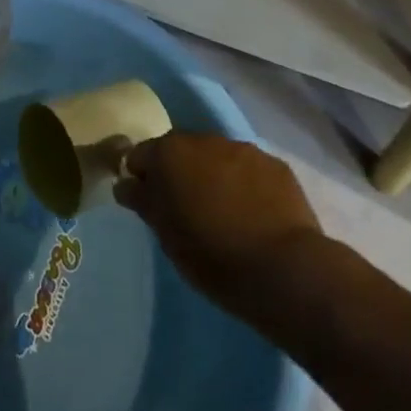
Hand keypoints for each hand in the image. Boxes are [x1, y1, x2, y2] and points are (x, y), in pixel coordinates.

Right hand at [115, 134, 325, 324]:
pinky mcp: (276, 166)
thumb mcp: (166, 236)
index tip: (149, 204)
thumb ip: (143, 202)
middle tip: (186, 210)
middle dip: (179, 174)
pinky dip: (245, 185)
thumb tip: (126, 183)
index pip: (140, 156)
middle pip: (180, 152)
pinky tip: (254, 215)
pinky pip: (249, 171)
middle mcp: (203, 139)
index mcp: (169, 153)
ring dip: (213, 176)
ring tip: (224, 214)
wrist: (285, 270)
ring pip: (217, 158)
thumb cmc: (212, 255)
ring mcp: (243, 149)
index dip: (142, 179)